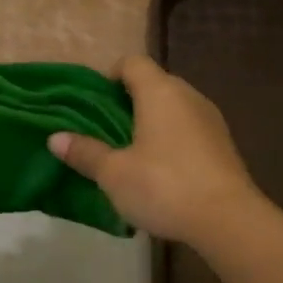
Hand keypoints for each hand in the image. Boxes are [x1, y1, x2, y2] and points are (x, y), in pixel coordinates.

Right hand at [48, 55, 258, 243]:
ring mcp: (210, 120)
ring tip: (129, 153)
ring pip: (173, 108)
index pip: (132, 63)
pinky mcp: (223, 145)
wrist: (227, 220)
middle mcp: (188, 96)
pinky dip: (171, 141)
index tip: (94, 103)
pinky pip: (188, 130)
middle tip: (105, 131)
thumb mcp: (113, 173)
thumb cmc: (163, 186)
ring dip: (151, 123)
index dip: (110, 75)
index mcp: (160, 92)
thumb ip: (85, 152)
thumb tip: (55, 138)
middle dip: (128, 102)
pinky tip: (159, 171)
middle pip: (154, 84)